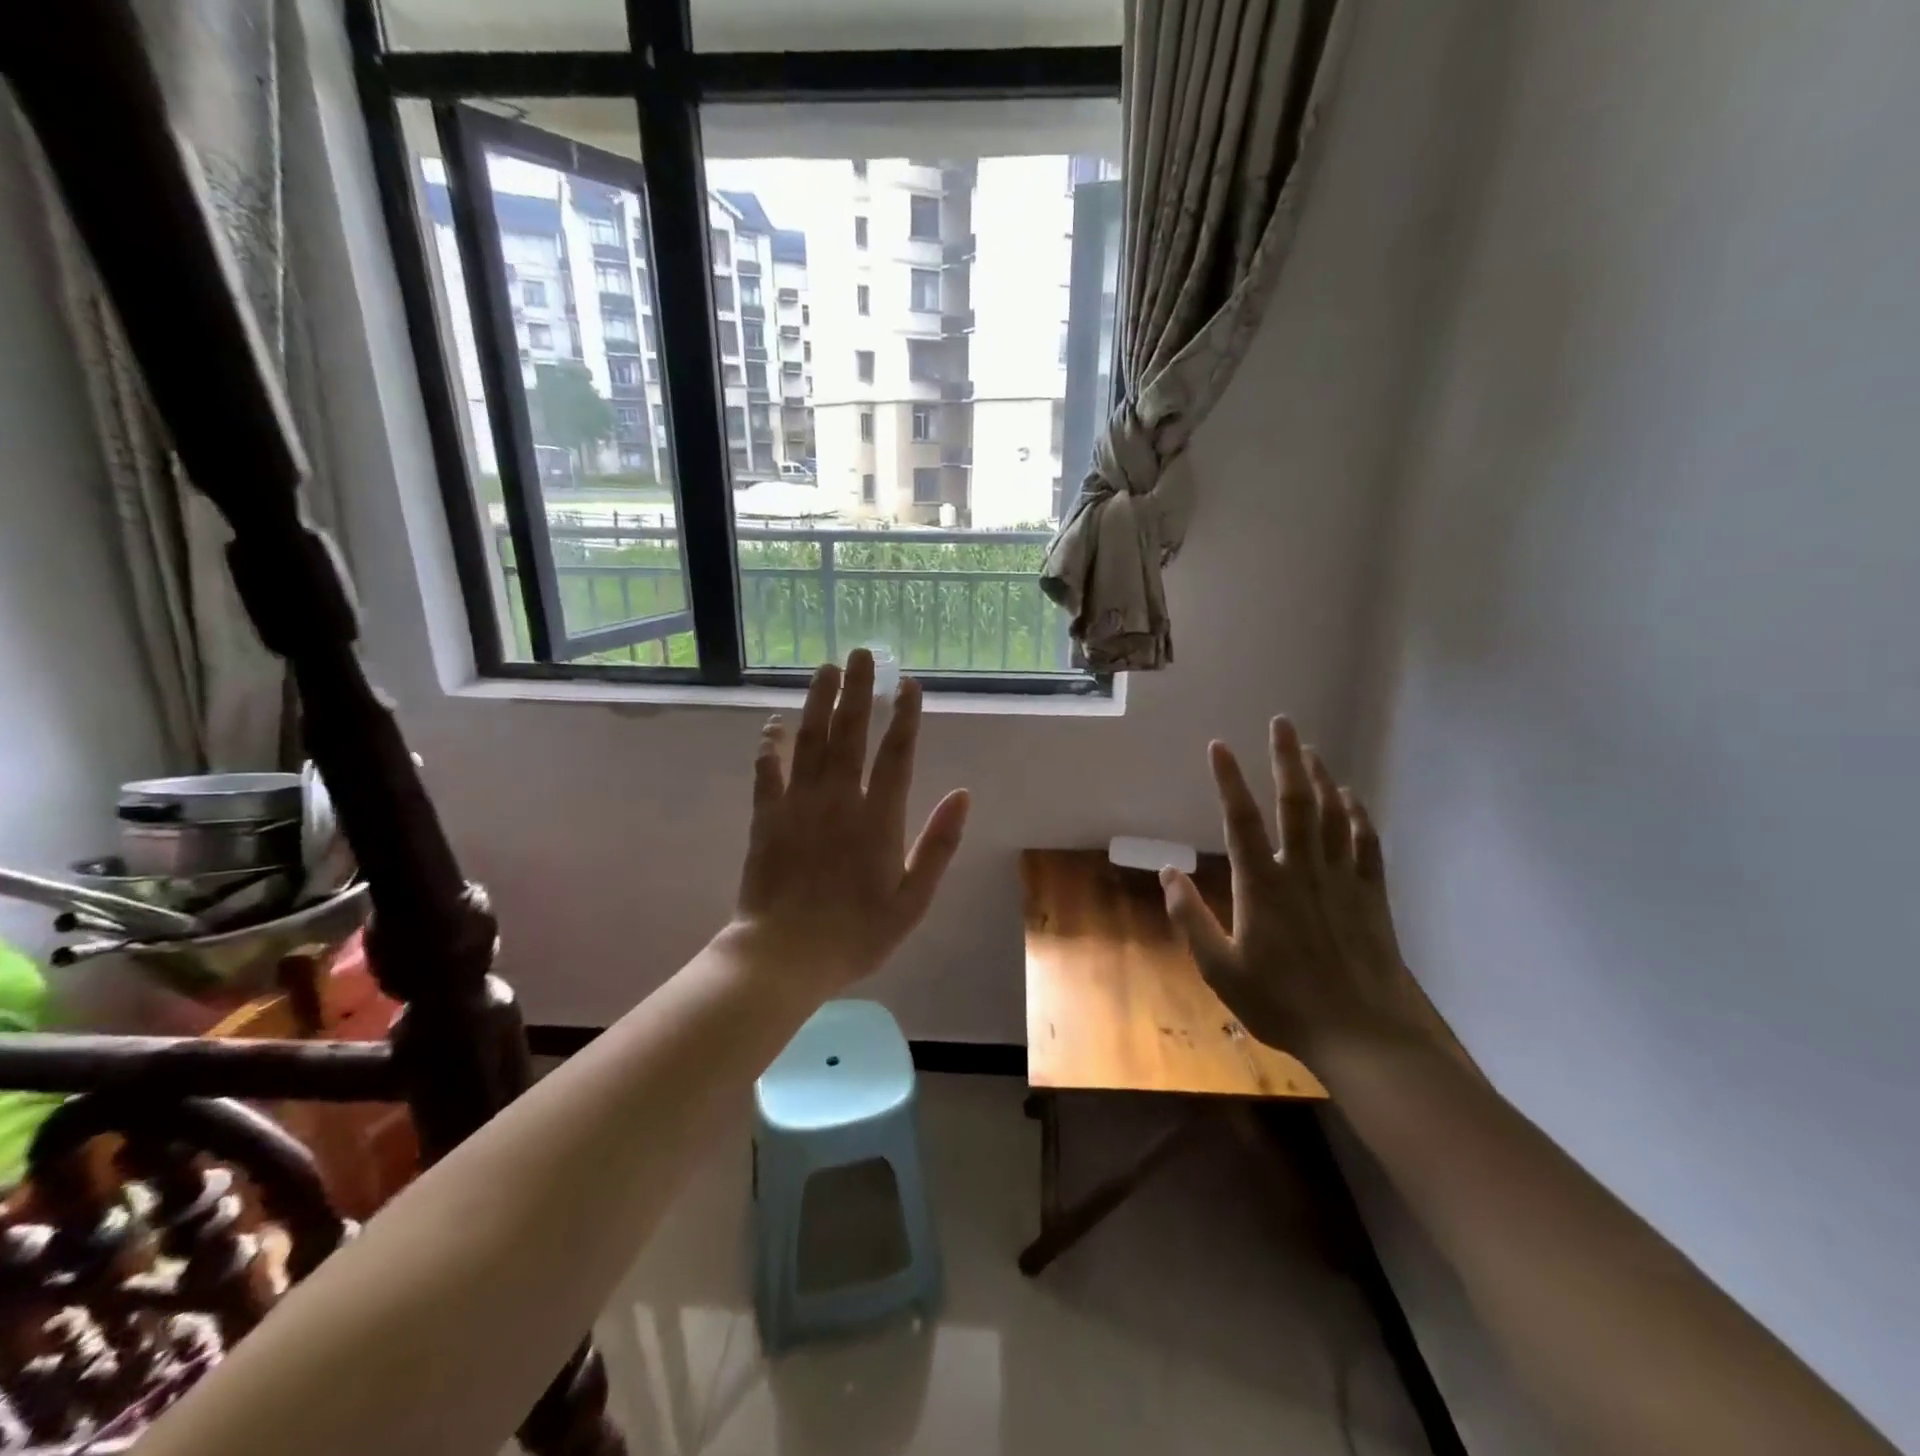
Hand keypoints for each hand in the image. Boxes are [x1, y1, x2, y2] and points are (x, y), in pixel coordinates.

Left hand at [733, 650, 970, 994]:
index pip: (897, 755)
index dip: (905, 716)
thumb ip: (938, 844)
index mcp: (879, 818)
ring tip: (826, 667)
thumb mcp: (913, 899)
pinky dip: (770, 743)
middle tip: (863, 653)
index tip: (909, 684)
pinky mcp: (767, 816)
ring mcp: (799, 804)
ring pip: (810, 740)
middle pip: (850, 733)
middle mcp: (839, 799)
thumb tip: (963, 794)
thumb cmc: (856, 933)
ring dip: (819, 701)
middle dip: (859, 690)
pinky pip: (767, 770)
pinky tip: (775, 720)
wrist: (785, 956)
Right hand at [1160, 718, 1422, 1065]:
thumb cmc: (1281, 1002)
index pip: (1240, 820)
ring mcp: (1342, 879)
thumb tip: (1168, 873)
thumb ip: (1190, 917)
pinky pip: (1366, 842)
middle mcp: (1302, 869)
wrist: (1361, 1034)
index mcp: (1262, 885)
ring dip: (1321, 777)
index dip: (1228, 780)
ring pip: (1333, 814)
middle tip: (1282, 722)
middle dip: (1286, 758)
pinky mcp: (1371, 895)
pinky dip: (1358, 814)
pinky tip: (1351, 797)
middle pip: (1295, 802)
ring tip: (1310, 749)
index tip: (1218, 746)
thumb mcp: (1219, 969)